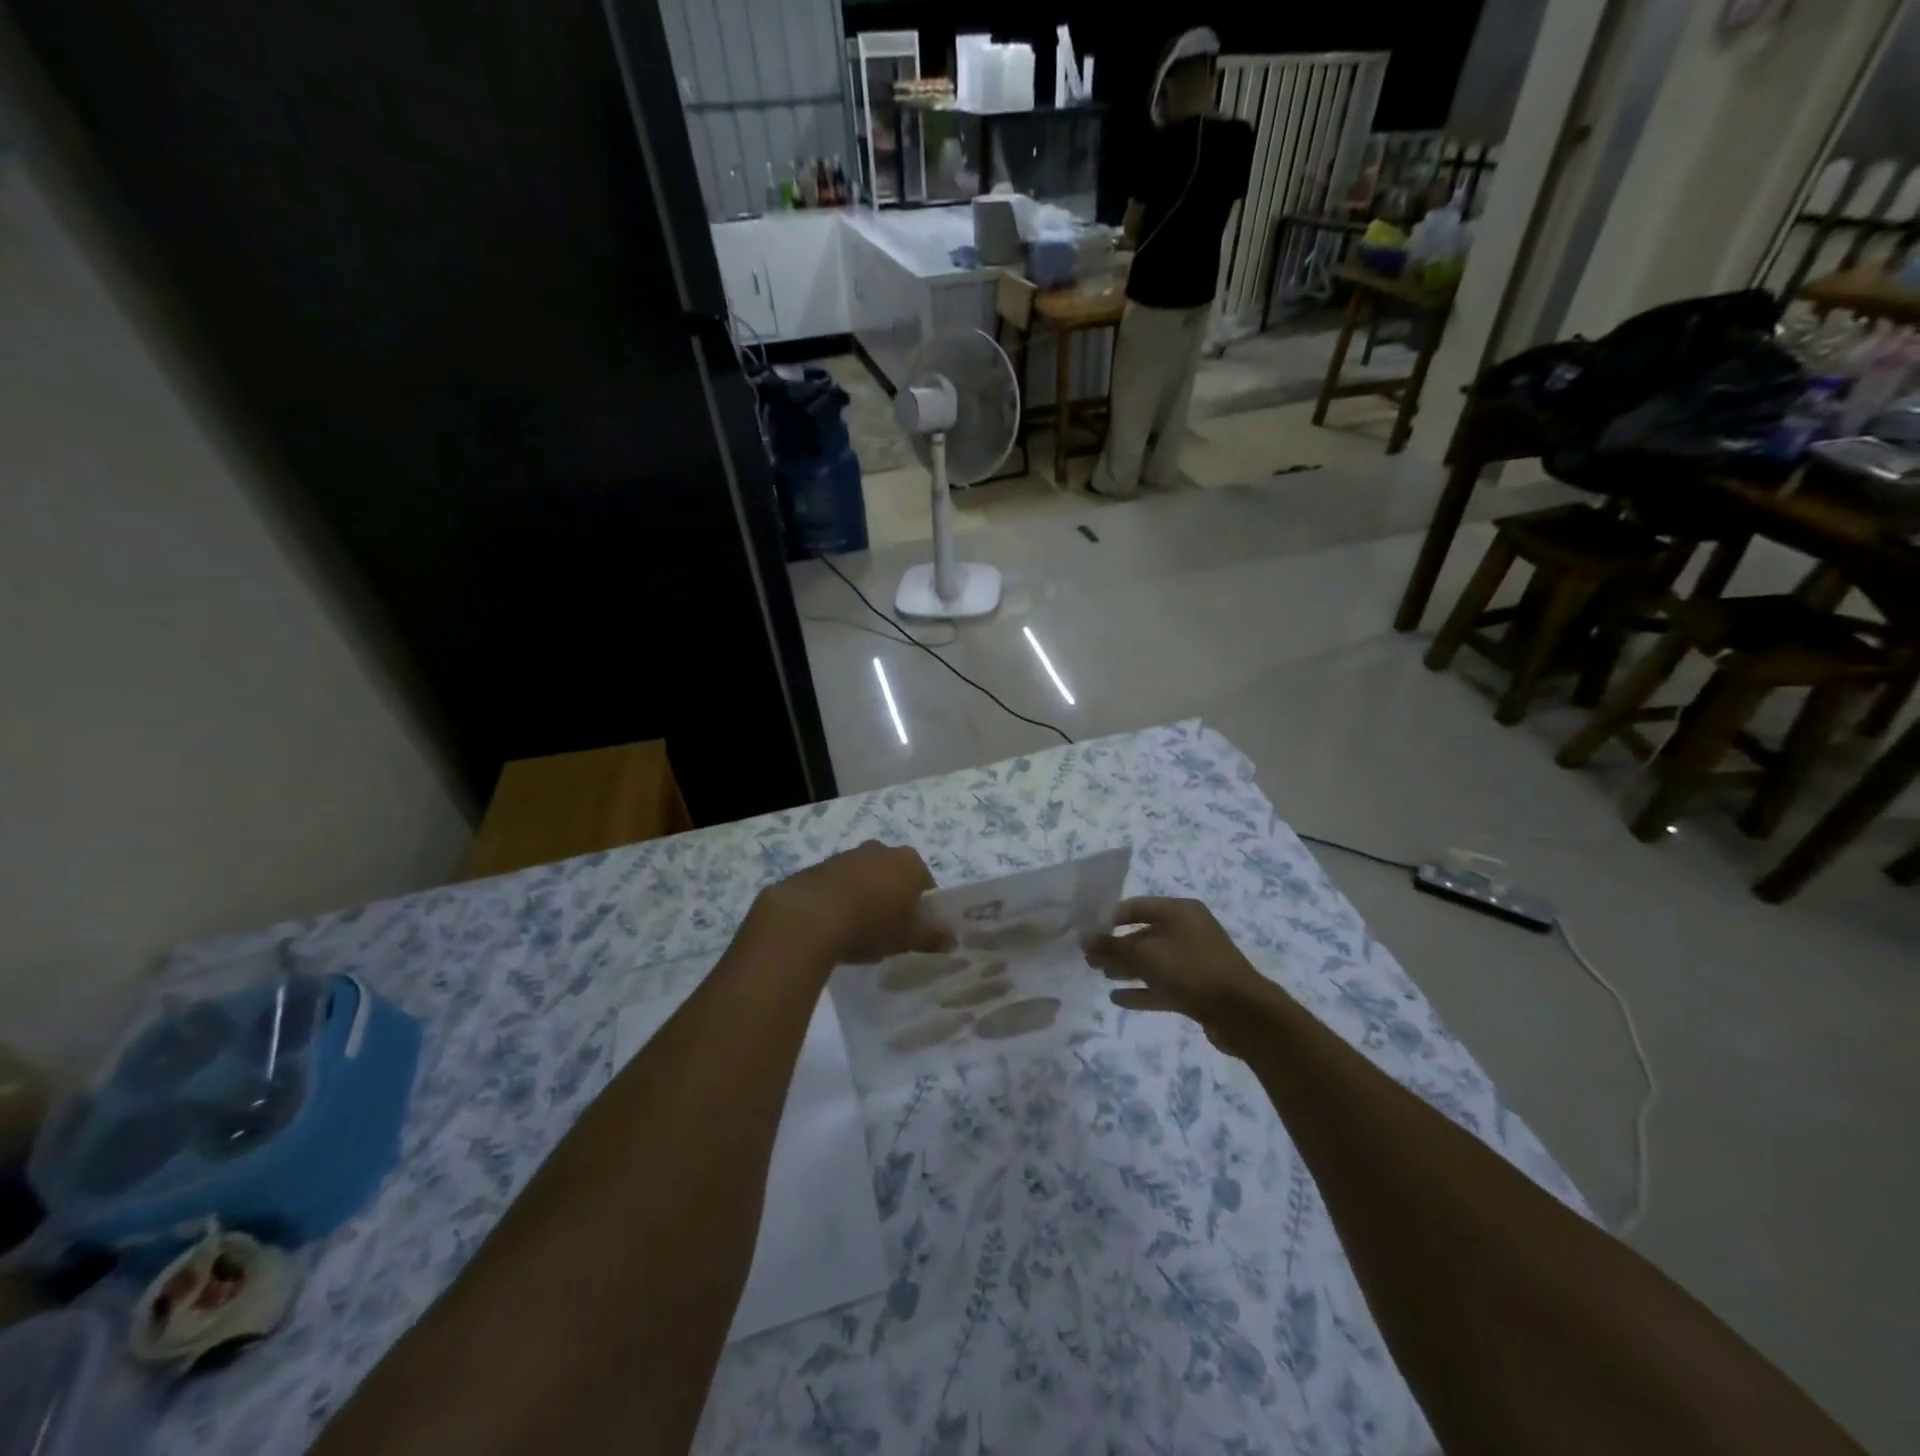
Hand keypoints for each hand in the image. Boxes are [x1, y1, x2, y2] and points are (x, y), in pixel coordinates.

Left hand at [754, 841, 945, 964]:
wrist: (810, 916)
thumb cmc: (871, 924)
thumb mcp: (907, 937)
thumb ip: (932, 936)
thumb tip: (953, 939)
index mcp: (909, 862)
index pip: (926, 884)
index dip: (923, 908)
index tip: (914, 930)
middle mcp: (882, 850)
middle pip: (896, 877)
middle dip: (894, 899)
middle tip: (888, 930)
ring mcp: (850, 855)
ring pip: (868, 878)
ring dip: (867, 897)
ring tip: (859, 931)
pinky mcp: (822, 865)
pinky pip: (842, 883)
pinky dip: (843, 898)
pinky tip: (836, 924)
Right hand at [1084, 897, 1278, 1056]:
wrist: (1243, 1014)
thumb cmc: (1192, 971)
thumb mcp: (1147, 955)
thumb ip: (1113, 947)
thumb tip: (1084, 939)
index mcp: (1179, 911)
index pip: (1136, 907)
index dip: (1109, 918)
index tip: (1085, 933)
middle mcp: (1187, 930)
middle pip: (1143, 934)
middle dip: (1115, 946)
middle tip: (1088, 959)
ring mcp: (1193, 961)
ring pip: (1152, 961)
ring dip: (1126, 968)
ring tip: (1100, 976)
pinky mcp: (1196, 988)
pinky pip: (1162, 984)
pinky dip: (1141, 990)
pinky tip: (1117, 999)